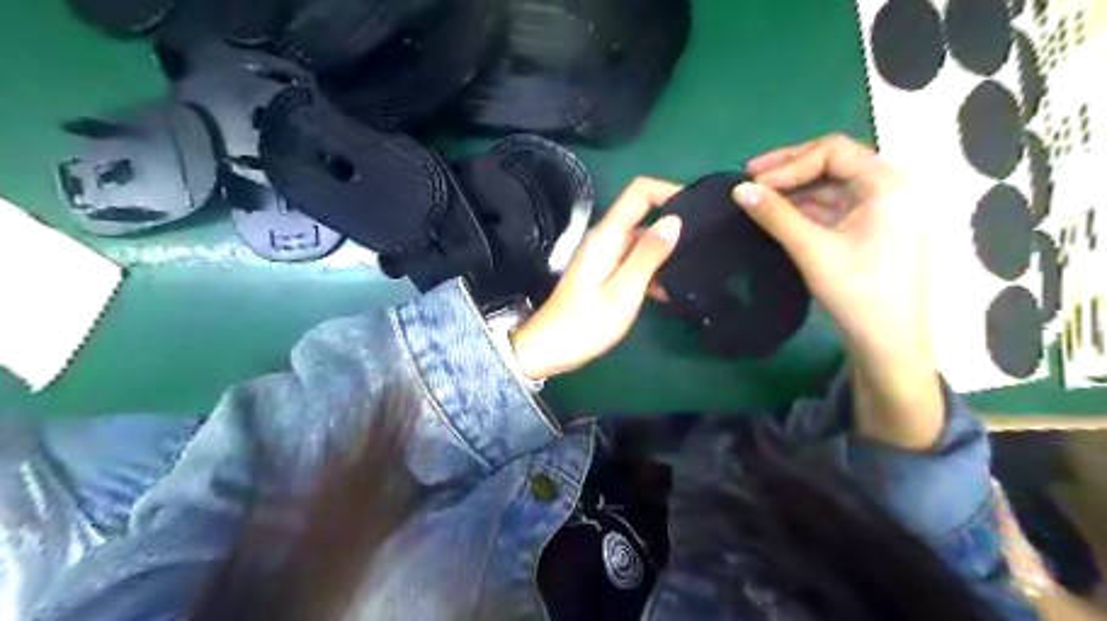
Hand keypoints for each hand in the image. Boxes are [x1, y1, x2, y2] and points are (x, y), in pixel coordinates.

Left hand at [512, 174, 684, 376]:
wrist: (549, 349)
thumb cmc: (585, 324)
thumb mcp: (623, 292)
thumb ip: (648, 255)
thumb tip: (675, 220)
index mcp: (607, 236)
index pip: (639, 192)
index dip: (669, 190)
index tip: (699, 208)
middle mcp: (606, 239)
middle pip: (644, 215)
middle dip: (674, 225)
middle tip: (706, 245)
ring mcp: (604, 256)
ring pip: (642, 242)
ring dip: (666, 253)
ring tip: (696, 270)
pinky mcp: (605, 273)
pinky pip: (635, 262)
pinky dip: (653, 271)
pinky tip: (671, 292)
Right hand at [738, 134, 925, 365]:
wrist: (889, 343)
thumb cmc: (857, 293)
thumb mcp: (812, 250)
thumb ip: (775, 215)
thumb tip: (739, 190)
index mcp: (888, 184)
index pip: (833, 151)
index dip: (789, 162)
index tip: (752, 181)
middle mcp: (891, 188)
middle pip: (835, 163)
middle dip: (790, 170)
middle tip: (750, 180)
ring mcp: (884, 210)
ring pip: (833, 186)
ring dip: (795, 190)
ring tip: (759, 199)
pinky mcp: (874, 229)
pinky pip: (836, 207)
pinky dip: (807, 209)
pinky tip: (780, 216)